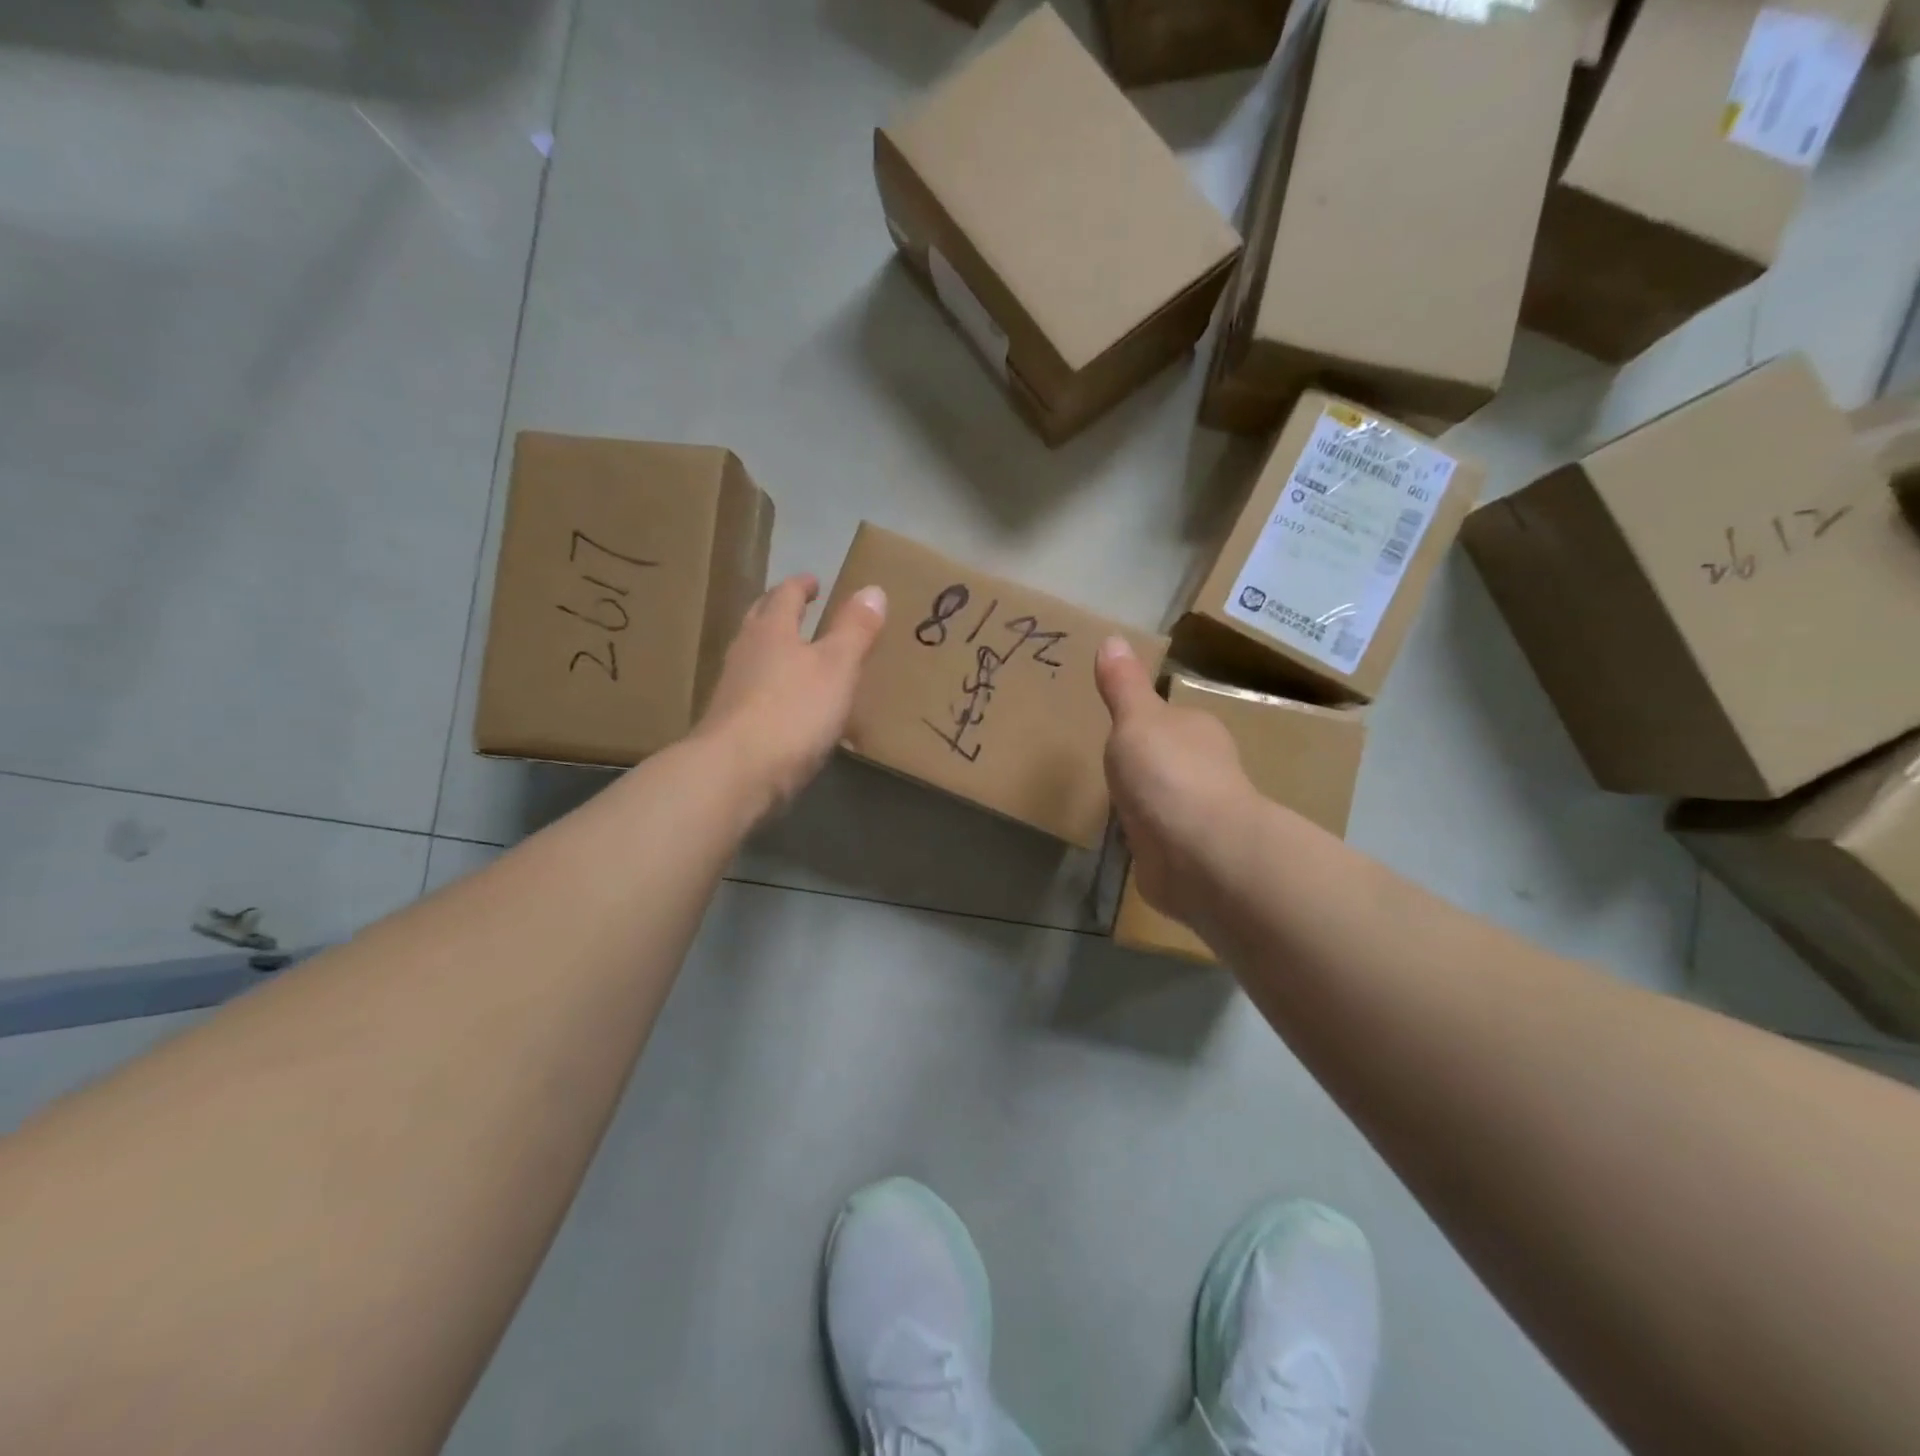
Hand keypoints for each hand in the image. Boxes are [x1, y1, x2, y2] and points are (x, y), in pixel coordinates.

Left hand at [695, 574, 886, 816]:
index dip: (801, 586)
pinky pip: (756, 696)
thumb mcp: (837, 667)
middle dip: (778, 611)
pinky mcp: (731, 726)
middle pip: (760, 621)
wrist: (736, 773)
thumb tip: (872, 588)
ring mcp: (733, 691)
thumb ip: (854, 630)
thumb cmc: (793, 711)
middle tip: (797, 607)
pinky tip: (790, 710)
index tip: (814, 582)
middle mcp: (746, 653)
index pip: (785, 596)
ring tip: (798, 657)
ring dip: (774, 652)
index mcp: (771, 630)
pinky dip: (774, 691)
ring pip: (755, 658)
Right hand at [1095, 637, 1255, 930]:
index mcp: (1198, 731)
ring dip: (1148, 803)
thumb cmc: (1168, 773)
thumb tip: (1113, 637)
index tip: (1119, 728)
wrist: (1200, 854)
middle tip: (1109, 766)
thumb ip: (1123, 685)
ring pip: (1167, 801)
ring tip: (1113, 804)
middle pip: (1170, 760)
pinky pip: (1161, 840)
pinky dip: (1148, 840)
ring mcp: (1199, 817)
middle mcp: (1206, 770)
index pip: (1171, 719)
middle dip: (1146, 764)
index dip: (1146, 723)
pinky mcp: (1188, 857)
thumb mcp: (1136, 719)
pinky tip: (1128, 843)